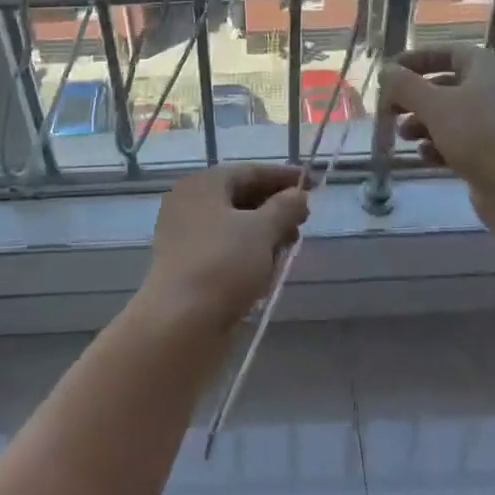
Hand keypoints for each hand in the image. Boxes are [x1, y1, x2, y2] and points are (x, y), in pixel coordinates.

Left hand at [138, 164, 309, 331]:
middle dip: (275, 208)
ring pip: (235, 226)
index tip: (313, 184)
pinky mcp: (189, 267)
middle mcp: (190, 204)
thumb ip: (285, 207)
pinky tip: (268, 269)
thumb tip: (298, 195)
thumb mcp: (262, 230)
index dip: (283, 177)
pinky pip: (226, 250)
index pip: (250, 171)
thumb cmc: (223, 263)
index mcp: (203, 185)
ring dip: (265, 233)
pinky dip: (248, 254)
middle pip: (241, 197)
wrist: (180, 323)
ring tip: (289, 247)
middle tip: (304, 220)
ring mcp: (186, 237)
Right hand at [379, 44, 494, 228]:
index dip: (416, 59)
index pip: (446, 52)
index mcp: (484, 68)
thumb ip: (406, 86)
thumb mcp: (435, 106)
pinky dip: (438, 145)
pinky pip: (459, 140)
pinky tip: (425, 156)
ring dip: (422, 123)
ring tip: (403, 136)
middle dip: (414, 97)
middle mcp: (492, 90)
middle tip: (389, 108)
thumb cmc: (479, 135)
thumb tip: (386, 71)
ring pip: (449, 115)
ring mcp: (494, 122)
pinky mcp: (492, 151)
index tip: (389, 72)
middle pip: (444, 85)